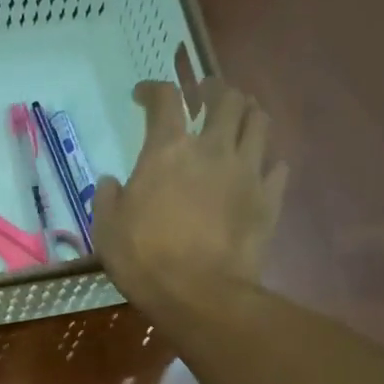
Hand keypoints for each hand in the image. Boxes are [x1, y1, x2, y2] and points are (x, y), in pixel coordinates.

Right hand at [93, 78, 288, 318]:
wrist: (199, 293)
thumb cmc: (144, 260)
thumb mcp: (106, 230)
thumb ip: (107, 198)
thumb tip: (110, 181)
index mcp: (167, 150)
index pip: (165, 99)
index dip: (153, 90)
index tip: (143, 95)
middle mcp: (212, 148)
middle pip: (225, 97)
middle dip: (213, 89)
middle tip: (203, 96)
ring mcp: (247, 170)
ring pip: (259, 120)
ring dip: (247, 112)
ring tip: (238, 119)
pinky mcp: (269, 197)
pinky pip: (277, 165)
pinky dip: (267, 160)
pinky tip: (259, 167)